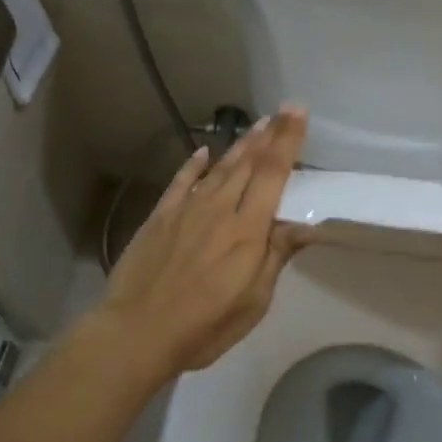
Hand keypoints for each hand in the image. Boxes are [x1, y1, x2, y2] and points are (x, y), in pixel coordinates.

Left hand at [94, 107, 312, 377]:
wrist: (137, 332)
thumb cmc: (205, 325)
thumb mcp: (253, 301)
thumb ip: (276, 256)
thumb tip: (304, 224)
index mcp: (247, 230)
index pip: (273, 174)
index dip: (287, 141)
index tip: (298, 112)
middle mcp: (219, 209)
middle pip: (248, 164)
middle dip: (269, 135)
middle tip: (283, 109)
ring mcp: (187, 210)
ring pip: (219, 169)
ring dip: (240, 145)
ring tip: (257, 126)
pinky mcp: (160, 218)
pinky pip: (181, 182)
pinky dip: (194, 165)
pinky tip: (204, 151)